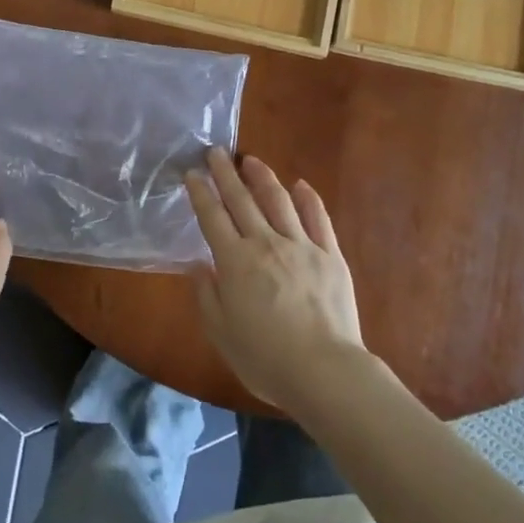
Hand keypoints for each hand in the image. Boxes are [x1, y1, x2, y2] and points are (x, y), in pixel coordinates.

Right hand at [185, 148, 367, 413]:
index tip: (193, 173)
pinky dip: (307, 198)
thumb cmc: (265, 359)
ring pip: (278, 201)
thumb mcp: (221, 333)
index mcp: (235, 262)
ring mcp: (301, 246)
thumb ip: (207, 296)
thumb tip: (198, 265)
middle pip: (242, 200)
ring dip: (262, 177)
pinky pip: (317, 218)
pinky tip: (300, 184)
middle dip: (226, 174)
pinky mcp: (330, 254)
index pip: (213, 217)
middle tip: (216, 152)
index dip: (201, 193)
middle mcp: (266, 243)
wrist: (324, 370)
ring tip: (251, 160)